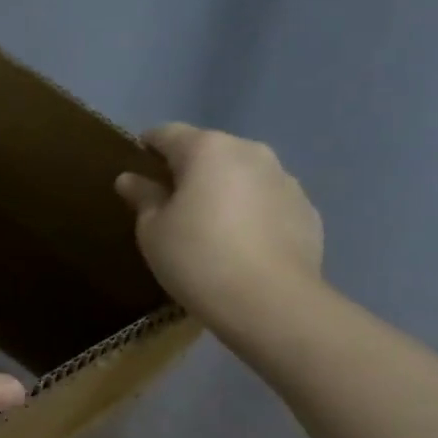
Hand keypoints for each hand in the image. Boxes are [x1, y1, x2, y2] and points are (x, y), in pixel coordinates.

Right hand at [114, 122, 324, 330]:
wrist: (272, 304)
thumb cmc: (198, 258)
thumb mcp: (153, 230)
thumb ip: (143, 197)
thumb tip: (130, 179)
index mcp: (207, 149)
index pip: (167, 133)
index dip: (147, 146)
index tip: (137, 167)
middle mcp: (250, 152)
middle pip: (209, 151)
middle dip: (189, 169)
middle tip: (171, 204)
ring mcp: (285, 179)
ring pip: (242, 174)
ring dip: (224, 189)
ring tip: (210, 226)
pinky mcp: (307, 210)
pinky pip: (268, 201)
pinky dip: (252, 212)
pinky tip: (242, 245)